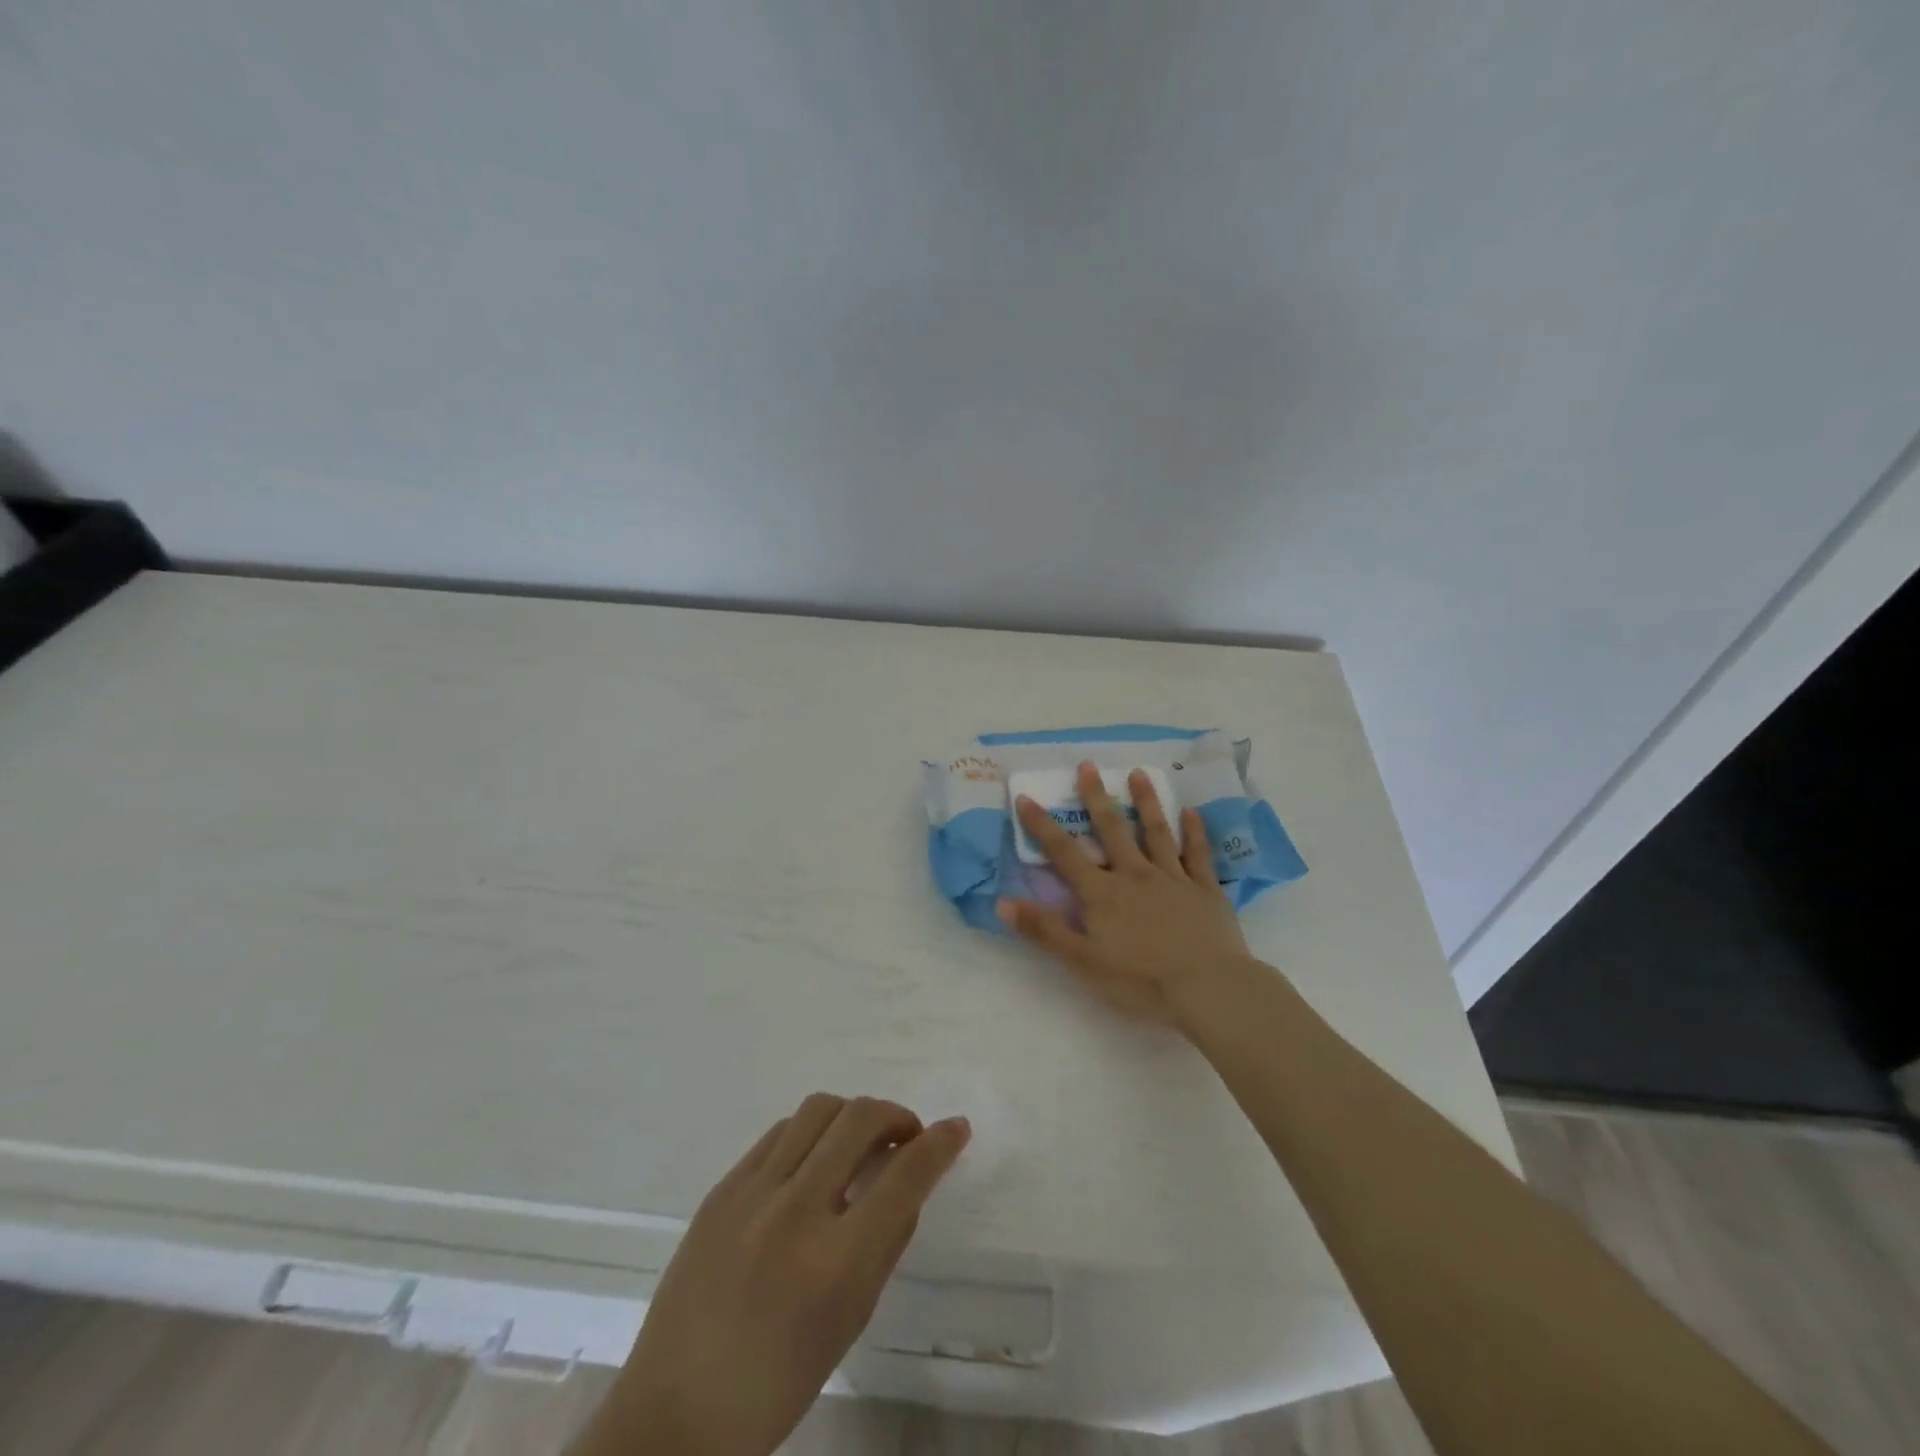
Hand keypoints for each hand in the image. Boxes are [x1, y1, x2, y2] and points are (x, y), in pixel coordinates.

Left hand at [581, 1095, 969, 1455]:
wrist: (676, 1412)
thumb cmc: (778, 1383)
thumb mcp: (850, 1321)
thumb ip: (886, 1243)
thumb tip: (908, 1181)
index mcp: (835, 1262)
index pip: (904, 1176)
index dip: (939, 1143)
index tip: (957, 1128)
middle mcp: (795, 1212)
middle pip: (860, 1119)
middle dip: (897, 1115)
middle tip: (906, 1137)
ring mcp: (752, 1193)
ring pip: (819, 1109)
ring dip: (853, 1115)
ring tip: (859, 1142)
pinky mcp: (723, 1187)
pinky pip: (780, 1132)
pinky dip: (811, 1133)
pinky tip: (813, 1159)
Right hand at [999, 761, 1257, 1025]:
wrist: (1208, 988)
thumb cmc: (1140, 980)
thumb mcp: (1082, 961)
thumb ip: (1044, 930)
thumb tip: (1002, 902)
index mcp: (1102, 893)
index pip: (1064, 853)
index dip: (1042, 826)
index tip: (1026, 797)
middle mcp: (1135, 875)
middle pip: (1112, 830)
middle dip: (1096, 797)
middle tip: (1088, 765)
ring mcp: (1173, 878)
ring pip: (1157, 833)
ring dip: (1146, 802)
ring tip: (1139, 773)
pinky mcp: (1205, 890)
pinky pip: (1198, 855)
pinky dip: (1195, 832)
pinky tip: (1193, 812)